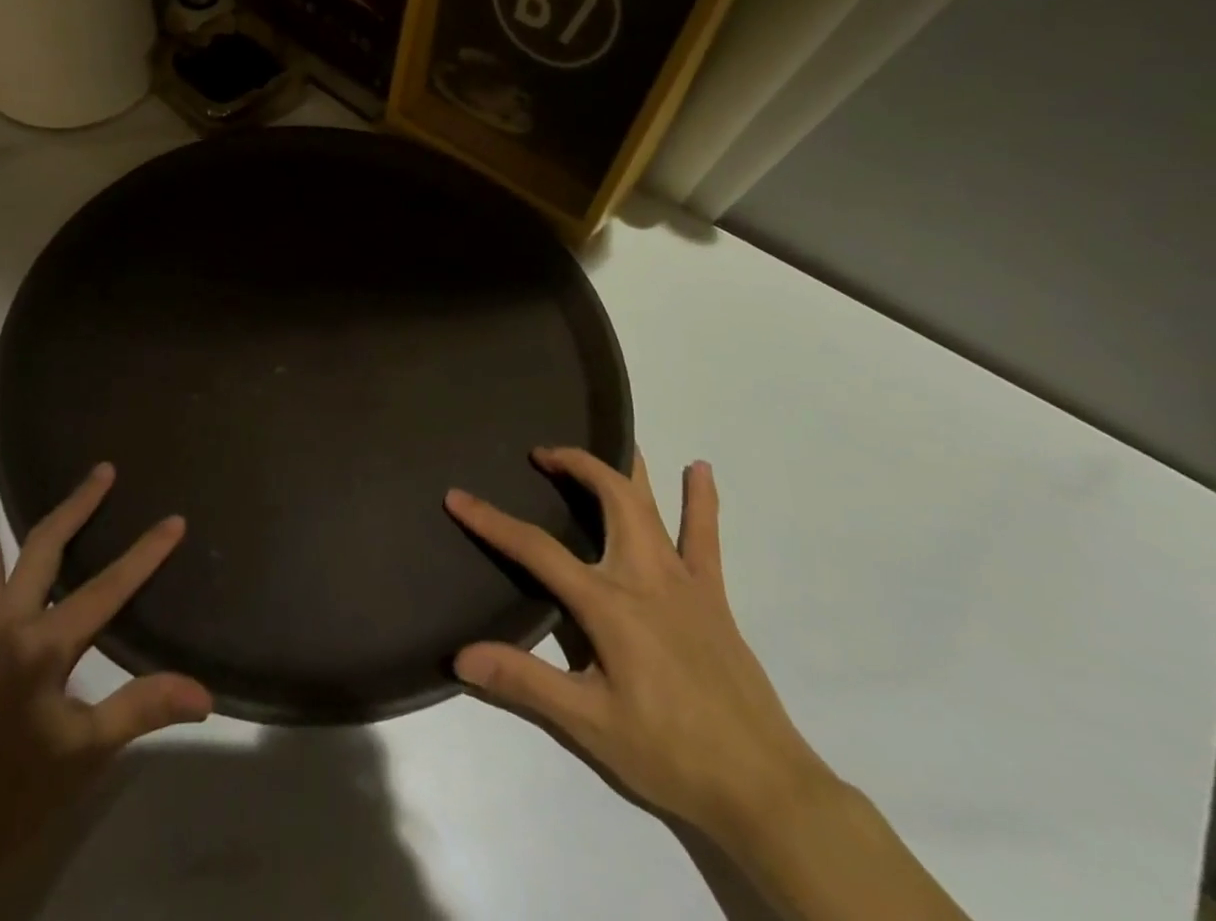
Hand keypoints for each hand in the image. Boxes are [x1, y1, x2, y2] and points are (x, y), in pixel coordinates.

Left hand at [0, 462, 210, 918]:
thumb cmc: (16, 793)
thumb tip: (203, 692)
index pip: (108, 589)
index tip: (173, 520)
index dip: (145, 554)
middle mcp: (5, 623)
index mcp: (45, 647)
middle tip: (100, 470)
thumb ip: (142, 709)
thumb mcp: (87, 754)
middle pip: (45, 550)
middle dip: (78, 507)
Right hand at [446, 449, 831, 847]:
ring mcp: (683, 581)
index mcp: (609, 603)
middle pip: (609, 499)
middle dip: (574, 465)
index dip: (492, 521)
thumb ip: (525, 682)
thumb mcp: (590, 724)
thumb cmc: (670, 752)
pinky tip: (700, 469)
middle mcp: (645, 576)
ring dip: (627, 467)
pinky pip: (706, 538)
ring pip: (652, 505)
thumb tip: (462, 655)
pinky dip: (701, 501)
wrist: (767, 789)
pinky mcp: (713, 597)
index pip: (537, 548)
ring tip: (611, 435)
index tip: (457, 497)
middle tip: (542, 454)